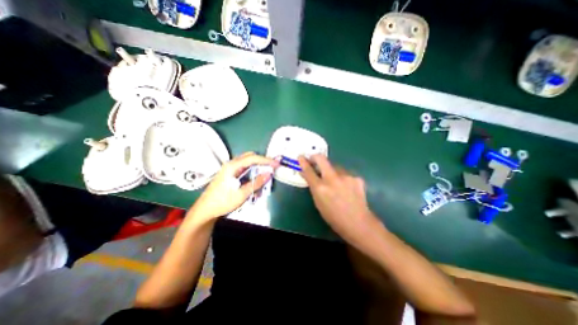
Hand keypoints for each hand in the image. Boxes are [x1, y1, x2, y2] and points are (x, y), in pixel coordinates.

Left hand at [187, 152, 278, 225]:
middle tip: (271, 169)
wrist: (205, 210)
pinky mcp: (230, 175)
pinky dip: (252, 175)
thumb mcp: (242, 194)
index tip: (276, 164)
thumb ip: (256, 183)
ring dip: (257, 170)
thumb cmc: (222, 202)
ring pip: (248, 164)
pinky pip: (244, 171)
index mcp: (233, 166)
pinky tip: (255, 184)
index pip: (253, 158)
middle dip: (262, 162)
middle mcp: (231, 164)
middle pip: (250, 157)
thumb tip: (269, 174)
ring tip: (264, 179)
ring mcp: (230, 169)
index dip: (266, 160)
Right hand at [298, 155, 382, 248]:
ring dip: (331, 171)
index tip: (301, 157)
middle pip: (322, 159)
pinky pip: (345, 174)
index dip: (303, 162)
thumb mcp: (318, 202)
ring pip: (335, 166)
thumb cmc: (333, 216)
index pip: (309, 170)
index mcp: (320, 188)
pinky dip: (342, 178)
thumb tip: (305, 174)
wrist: (358, 223)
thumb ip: (312, 186)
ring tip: (335, 182)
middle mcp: (332, 179)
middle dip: (315, 157)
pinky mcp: (356, 177)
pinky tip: (346, 187)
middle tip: (313, 159)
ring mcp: (346, 176)